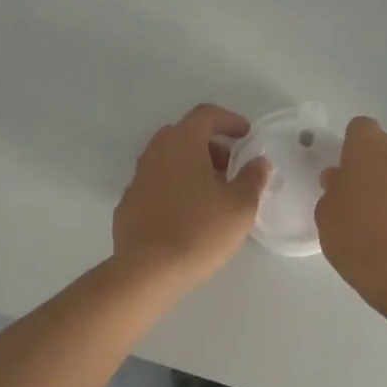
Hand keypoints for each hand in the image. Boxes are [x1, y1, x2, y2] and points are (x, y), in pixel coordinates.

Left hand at [112, 104, 270, 287]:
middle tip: (231, 168)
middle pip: (185, 135)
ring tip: (213, 194)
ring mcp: (137, 178)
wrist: (147, 272)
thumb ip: (253, 177)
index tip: (246, 135)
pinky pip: (156, 185)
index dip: (229, 120)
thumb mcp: (240, 205)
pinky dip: (174, 189)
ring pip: (168, 160)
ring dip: (192, 168)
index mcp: (182, 142)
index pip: (206, 114)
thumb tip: (258, 162)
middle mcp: (155, 152)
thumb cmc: (199, 230)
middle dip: (211, 146)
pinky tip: (187, 215)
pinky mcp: (127, 204)